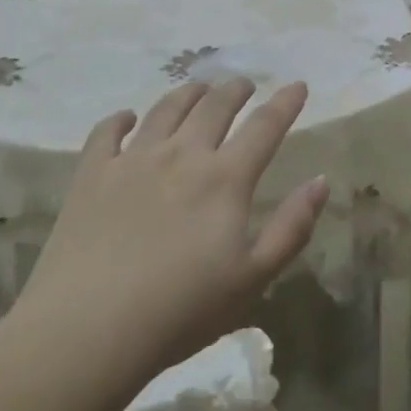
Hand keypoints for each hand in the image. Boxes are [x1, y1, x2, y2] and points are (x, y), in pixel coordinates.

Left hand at [14, 79, 328, 375]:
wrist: (89, 327)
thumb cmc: (181, 311)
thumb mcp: (253, 279)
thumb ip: (291, 227)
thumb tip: (320, 181)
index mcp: (225, 178)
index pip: (264, 127)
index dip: (285, 103)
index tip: (297, 84)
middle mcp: (181, 154)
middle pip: (214, 107)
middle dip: (234, 90)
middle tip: (243, 84)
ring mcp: (132, 159)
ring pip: (165, 109)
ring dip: (187, 93)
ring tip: (197, 88)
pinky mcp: (92, 172)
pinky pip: (107, 131)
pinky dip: (120, 118)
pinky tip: (126, 117)